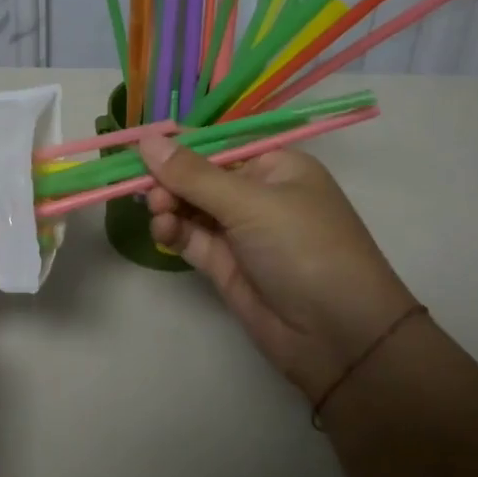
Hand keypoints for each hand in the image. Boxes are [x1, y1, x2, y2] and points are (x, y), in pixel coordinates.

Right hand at [138, 137, 418, 403]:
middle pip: (199, 174)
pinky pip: (191, 237)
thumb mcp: (251, 203)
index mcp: (275, 165)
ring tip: (159, 212)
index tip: (138, 144)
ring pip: (191, 206)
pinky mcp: (226, 265)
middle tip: (147, 190)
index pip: (218, 143)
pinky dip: (173, 230)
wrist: (339, 338)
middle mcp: (257, 193)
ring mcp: (241, 231)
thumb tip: (145, 138)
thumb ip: (193, 174)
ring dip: (169, 204)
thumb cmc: (304, 249)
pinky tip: (163, 230)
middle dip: (170, 178)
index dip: (179, 143)